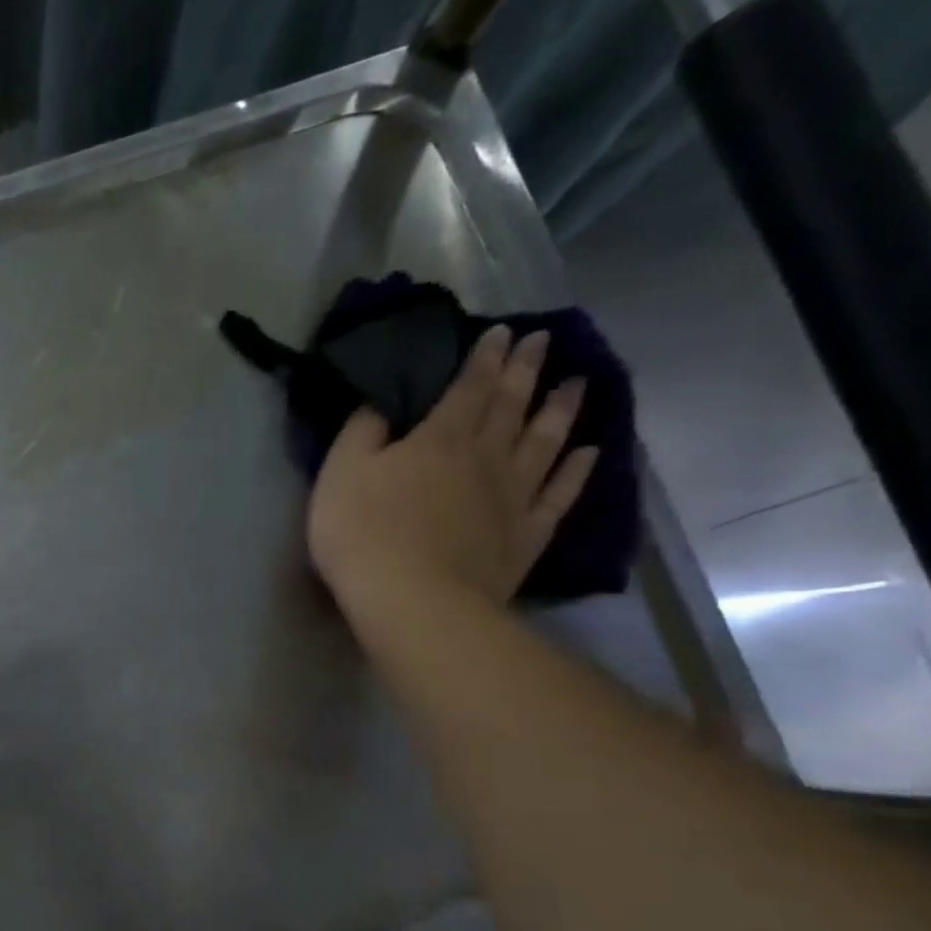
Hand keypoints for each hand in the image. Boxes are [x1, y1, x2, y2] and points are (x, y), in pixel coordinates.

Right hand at [306, 325, 598, 616]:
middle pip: (511, 405)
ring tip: (577, 382)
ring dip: (561, 409)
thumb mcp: (341, 474)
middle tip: (544, 340)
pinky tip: (590, 452)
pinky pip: (560, 494)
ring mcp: (514, 496)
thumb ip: (361, 433)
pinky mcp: (527, 534)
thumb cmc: (363, 533)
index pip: (468, 387)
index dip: (485, 358)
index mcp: (438, 438)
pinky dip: (577, 470)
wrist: (412, 599)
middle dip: (526, 370)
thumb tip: (380, 404)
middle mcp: (486, 456)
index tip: (503, 332)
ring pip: (545, 441)